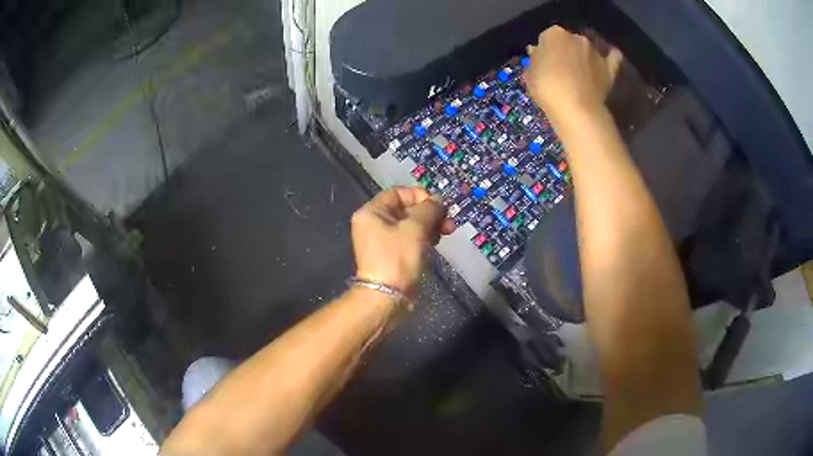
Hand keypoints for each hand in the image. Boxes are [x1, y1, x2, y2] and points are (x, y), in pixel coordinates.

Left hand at [351, 187, 454, 295]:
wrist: (388, 297)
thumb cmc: (398, 257)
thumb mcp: (415, 228)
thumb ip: (428, 209)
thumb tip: (437, 200)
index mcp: (371, 212)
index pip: (398, 193)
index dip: (419, 195)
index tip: (438, 205)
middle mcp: (374, 224)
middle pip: (406, 209)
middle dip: (429, 213)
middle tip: (449, 221)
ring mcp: (382, 241)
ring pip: (410, 225)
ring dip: (430, 226)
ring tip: (447, 232)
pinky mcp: (392, 255)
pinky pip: (410, 240)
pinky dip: (424, 238)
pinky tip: (436, 242)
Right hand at [525, 26, 622, 118]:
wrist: (576, 109)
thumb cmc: (547, 88)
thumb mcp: (529, 74)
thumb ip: (535, 60)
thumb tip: (537, 52)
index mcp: (554, 34)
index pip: (547, 38)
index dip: (545, 51)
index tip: (543, 63)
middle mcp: (576, 37)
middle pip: (568, 41)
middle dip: (565, 51)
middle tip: (561, 69)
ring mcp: (595, 52)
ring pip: (587, 49)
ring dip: (584, 55)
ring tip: (581, 71)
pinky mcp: (609, 68)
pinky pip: (613, 57)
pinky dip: (611, 55)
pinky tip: (609, 56)